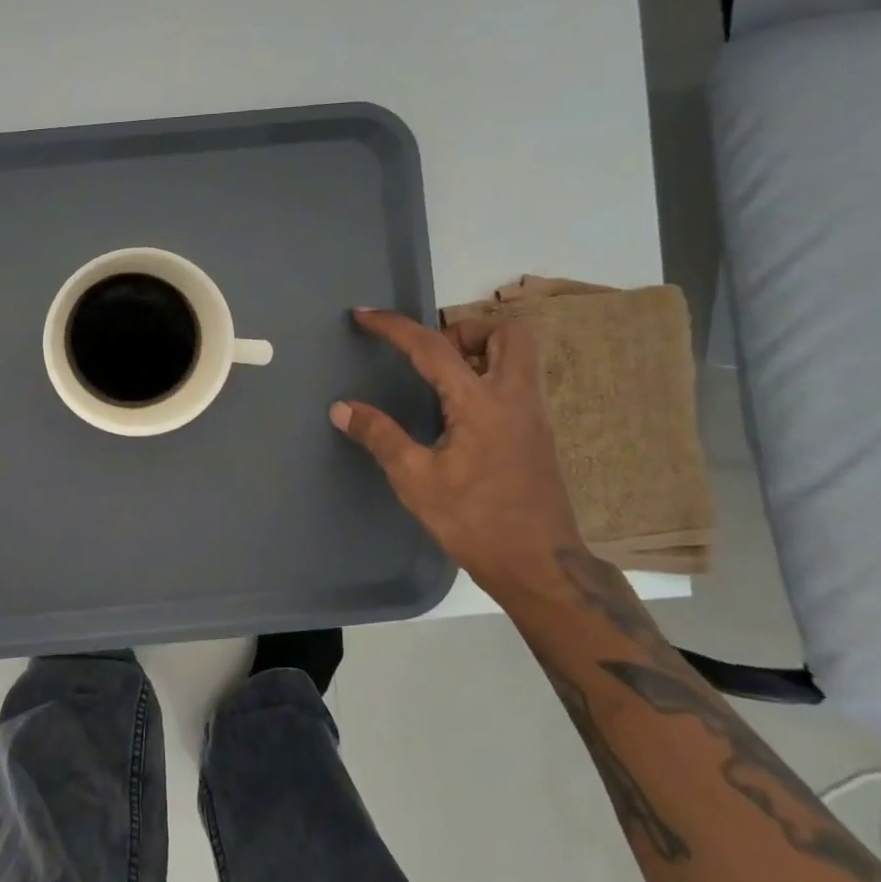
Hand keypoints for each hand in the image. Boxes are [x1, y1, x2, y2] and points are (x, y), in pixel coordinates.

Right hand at [330, 308, 580, 594]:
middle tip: (431, 356)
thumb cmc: (474, 521)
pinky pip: (516, 384)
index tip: (364, 315)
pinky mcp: (538, 435)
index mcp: (481, 404)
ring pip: (518, 357)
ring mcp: (533, 416)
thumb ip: (380, 436)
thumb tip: (341, 408)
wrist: (539, 566)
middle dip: (464, 330)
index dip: (395, 327)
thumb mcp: (415, 480)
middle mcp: (515, 399)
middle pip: (507, 333)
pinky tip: (459, 413)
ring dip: (480, 352)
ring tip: (441, 381)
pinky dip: (487, 378)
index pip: (433, 348)